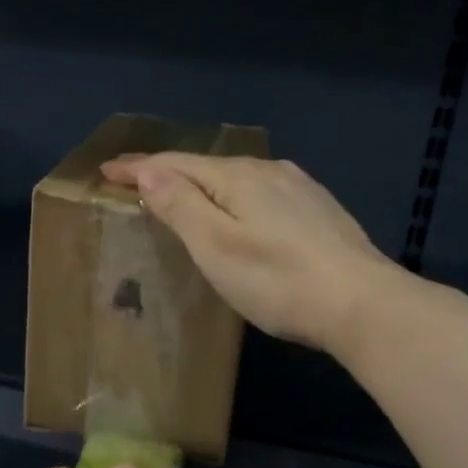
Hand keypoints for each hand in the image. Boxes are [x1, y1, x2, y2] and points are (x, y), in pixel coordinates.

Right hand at [101, 153, 406, 354]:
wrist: (363, 303)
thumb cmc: (277, 279)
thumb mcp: (216, 246)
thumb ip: (180, 205)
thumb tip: (150, 172)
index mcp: (238, 177)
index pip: (174, 164)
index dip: (137, 168)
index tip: (105, 171)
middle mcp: (268, 170)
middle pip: (205, 166)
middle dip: (167, 173)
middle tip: (135, 184)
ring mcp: (298, 188)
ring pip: (236, 179)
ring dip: (201, 185)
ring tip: (179, 196)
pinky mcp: (317, 209)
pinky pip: (259, 192)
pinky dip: (232, 197)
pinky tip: (237, 212)